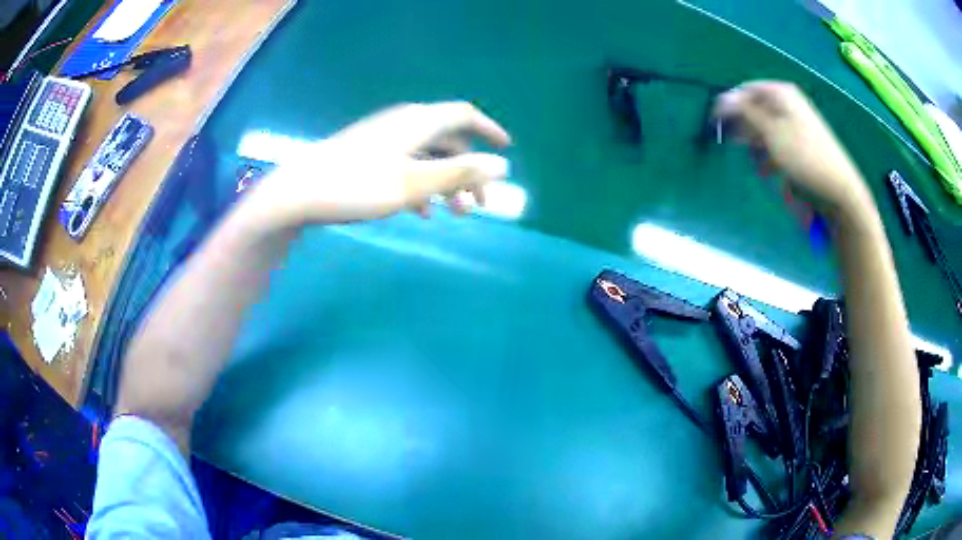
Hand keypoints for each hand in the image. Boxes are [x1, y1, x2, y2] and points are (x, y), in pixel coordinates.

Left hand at [245, 102, 510, 228]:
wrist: (298, 194)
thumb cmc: (357, 186)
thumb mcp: (413, 184)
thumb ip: (459, 173)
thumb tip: (502, 165)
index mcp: (418, 123)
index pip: (464, 115)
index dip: (488, 130)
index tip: (506, 150)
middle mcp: (403, 125)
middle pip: (448, 141)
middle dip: (468, 171)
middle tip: (479, 205)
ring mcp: (383, 141)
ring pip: (427, 157)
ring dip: (446, 183)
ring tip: (454, 214)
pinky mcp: (367, 157)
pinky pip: (406, 166)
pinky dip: (421, 186)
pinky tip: (421, 213)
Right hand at [714, 81, 870, 217]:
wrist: (838, 192)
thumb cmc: (803, 157)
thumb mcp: (770, 131)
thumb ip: (744, 112)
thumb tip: (721, 99)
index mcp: (782, 94)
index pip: (746, 90)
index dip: (730, 105)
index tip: (716, 124)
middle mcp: (788, 105)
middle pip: (755, 109)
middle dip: (744, 128)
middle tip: (736, 146)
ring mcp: (795, 126)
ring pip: (764, 130)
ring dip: (756, 146)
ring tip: (759, 165)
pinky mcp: (799, 147)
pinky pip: (775, 146)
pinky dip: (769, 157)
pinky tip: (770, 172)